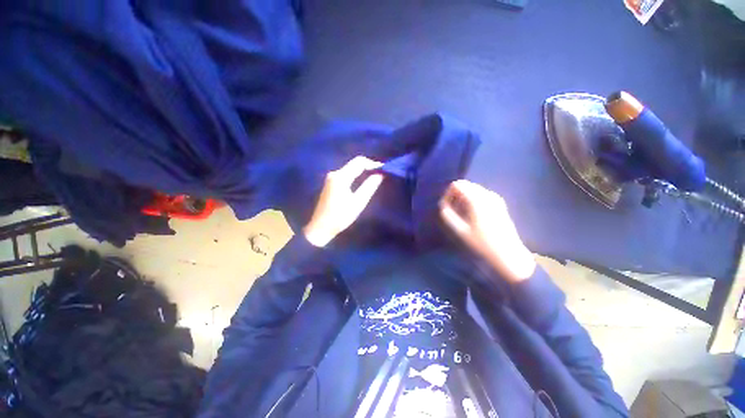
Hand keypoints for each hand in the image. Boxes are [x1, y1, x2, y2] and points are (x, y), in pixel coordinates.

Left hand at [303, 156, 384, 246]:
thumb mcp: (358, 202)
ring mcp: (331, 178)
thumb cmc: (340, 217)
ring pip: (350, 169)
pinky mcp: (330, 183)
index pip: (359, 162)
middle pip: (354, 164)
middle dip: (368, 167)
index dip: (373, 164)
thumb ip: (369, 186)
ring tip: (375, 178)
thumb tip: (380, 174)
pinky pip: (346, 174)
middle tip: (381, 174)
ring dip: (362, 171)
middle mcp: (335, 173)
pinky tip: (362, 183)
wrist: (320, 227)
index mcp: (341, 177)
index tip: (384, 170)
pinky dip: (356, 176)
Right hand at [439, 180, 535, 282]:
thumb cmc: (482, 243)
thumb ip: (448, 215)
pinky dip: (472, 198)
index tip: (445, 207)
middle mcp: (487, 194)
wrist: (508, 253)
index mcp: (477, 200)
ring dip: (463, 196)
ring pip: (473, 188)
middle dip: (455, 194)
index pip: (457, 185)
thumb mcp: (461, 230)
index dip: (448, 194)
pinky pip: (481, 193)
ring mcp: (495, 197)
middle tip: (451, 210)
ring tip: (460, 212)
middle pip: (466, 184)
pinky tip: (471, 213)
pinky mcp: (499, 202)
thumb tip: (443, 206)